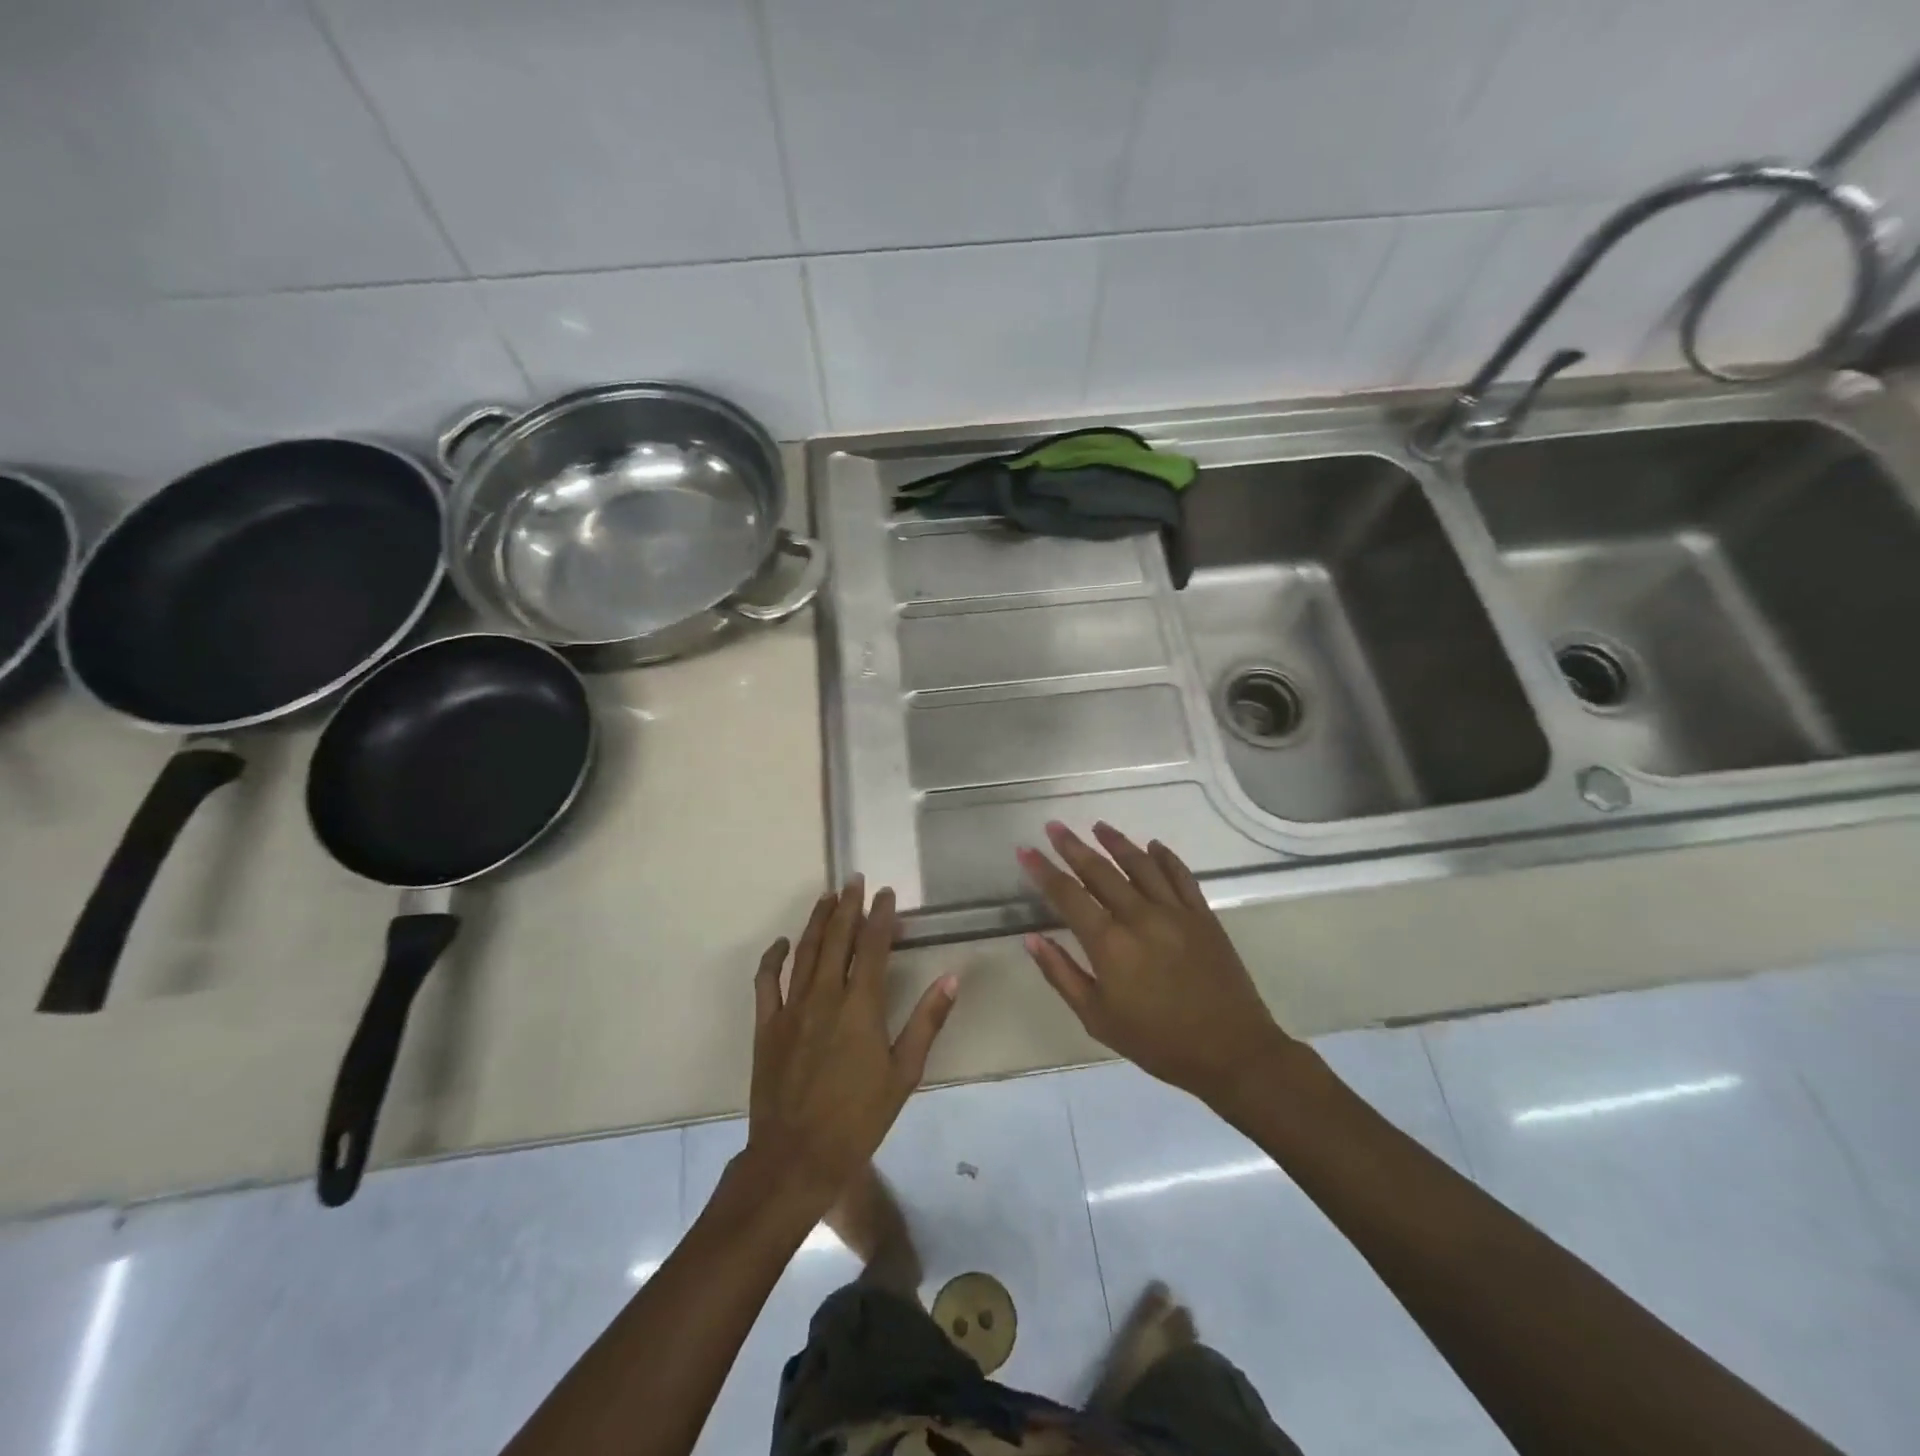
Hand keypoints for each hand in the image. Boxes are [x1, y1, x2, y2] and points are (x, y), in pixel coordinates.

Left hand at [747, 879, 957, 1210]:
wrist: (796, 1157)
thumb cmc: (858, 1118)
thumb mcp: (904, 1074)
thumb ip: (927, 1022)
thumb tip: (951, 978)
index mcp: (860, 1006)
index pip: (872, 946)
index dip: (881, 916)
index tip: (886, 894)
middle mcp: (824, 996)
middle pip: (837, 939)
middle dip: (848, 906)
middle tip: (855, 880)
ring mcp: (791, 1008)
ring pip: (804, 951)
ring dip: (818, 921)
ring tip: (828, 897)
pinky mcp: (766, 1025)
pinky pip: (766, 981)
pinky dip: (773, 957)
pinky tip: (782, 942)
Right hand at [1019, 822, 1292, 1106]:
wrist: (1231, 1052)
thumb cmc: (1157, 1042)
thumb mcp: (1097, 1018)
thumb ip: (1062, 975)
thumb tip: (1032, 939)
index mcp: (1109, 943)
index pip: (1067, 895)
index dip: (1043, 870)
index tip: (1025, 850)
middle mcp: (1139, 917)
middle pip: (1100, 871)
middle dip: (1072, 846)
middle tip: (1054, 826)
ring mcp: (1175, 912)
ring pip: (1140, 864)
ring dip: (1116, 842)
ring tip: (1098, 826)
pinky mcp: (1203, 915)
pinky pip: (1180, 875)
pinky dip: (1165, 857)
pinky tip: (1153, 845)